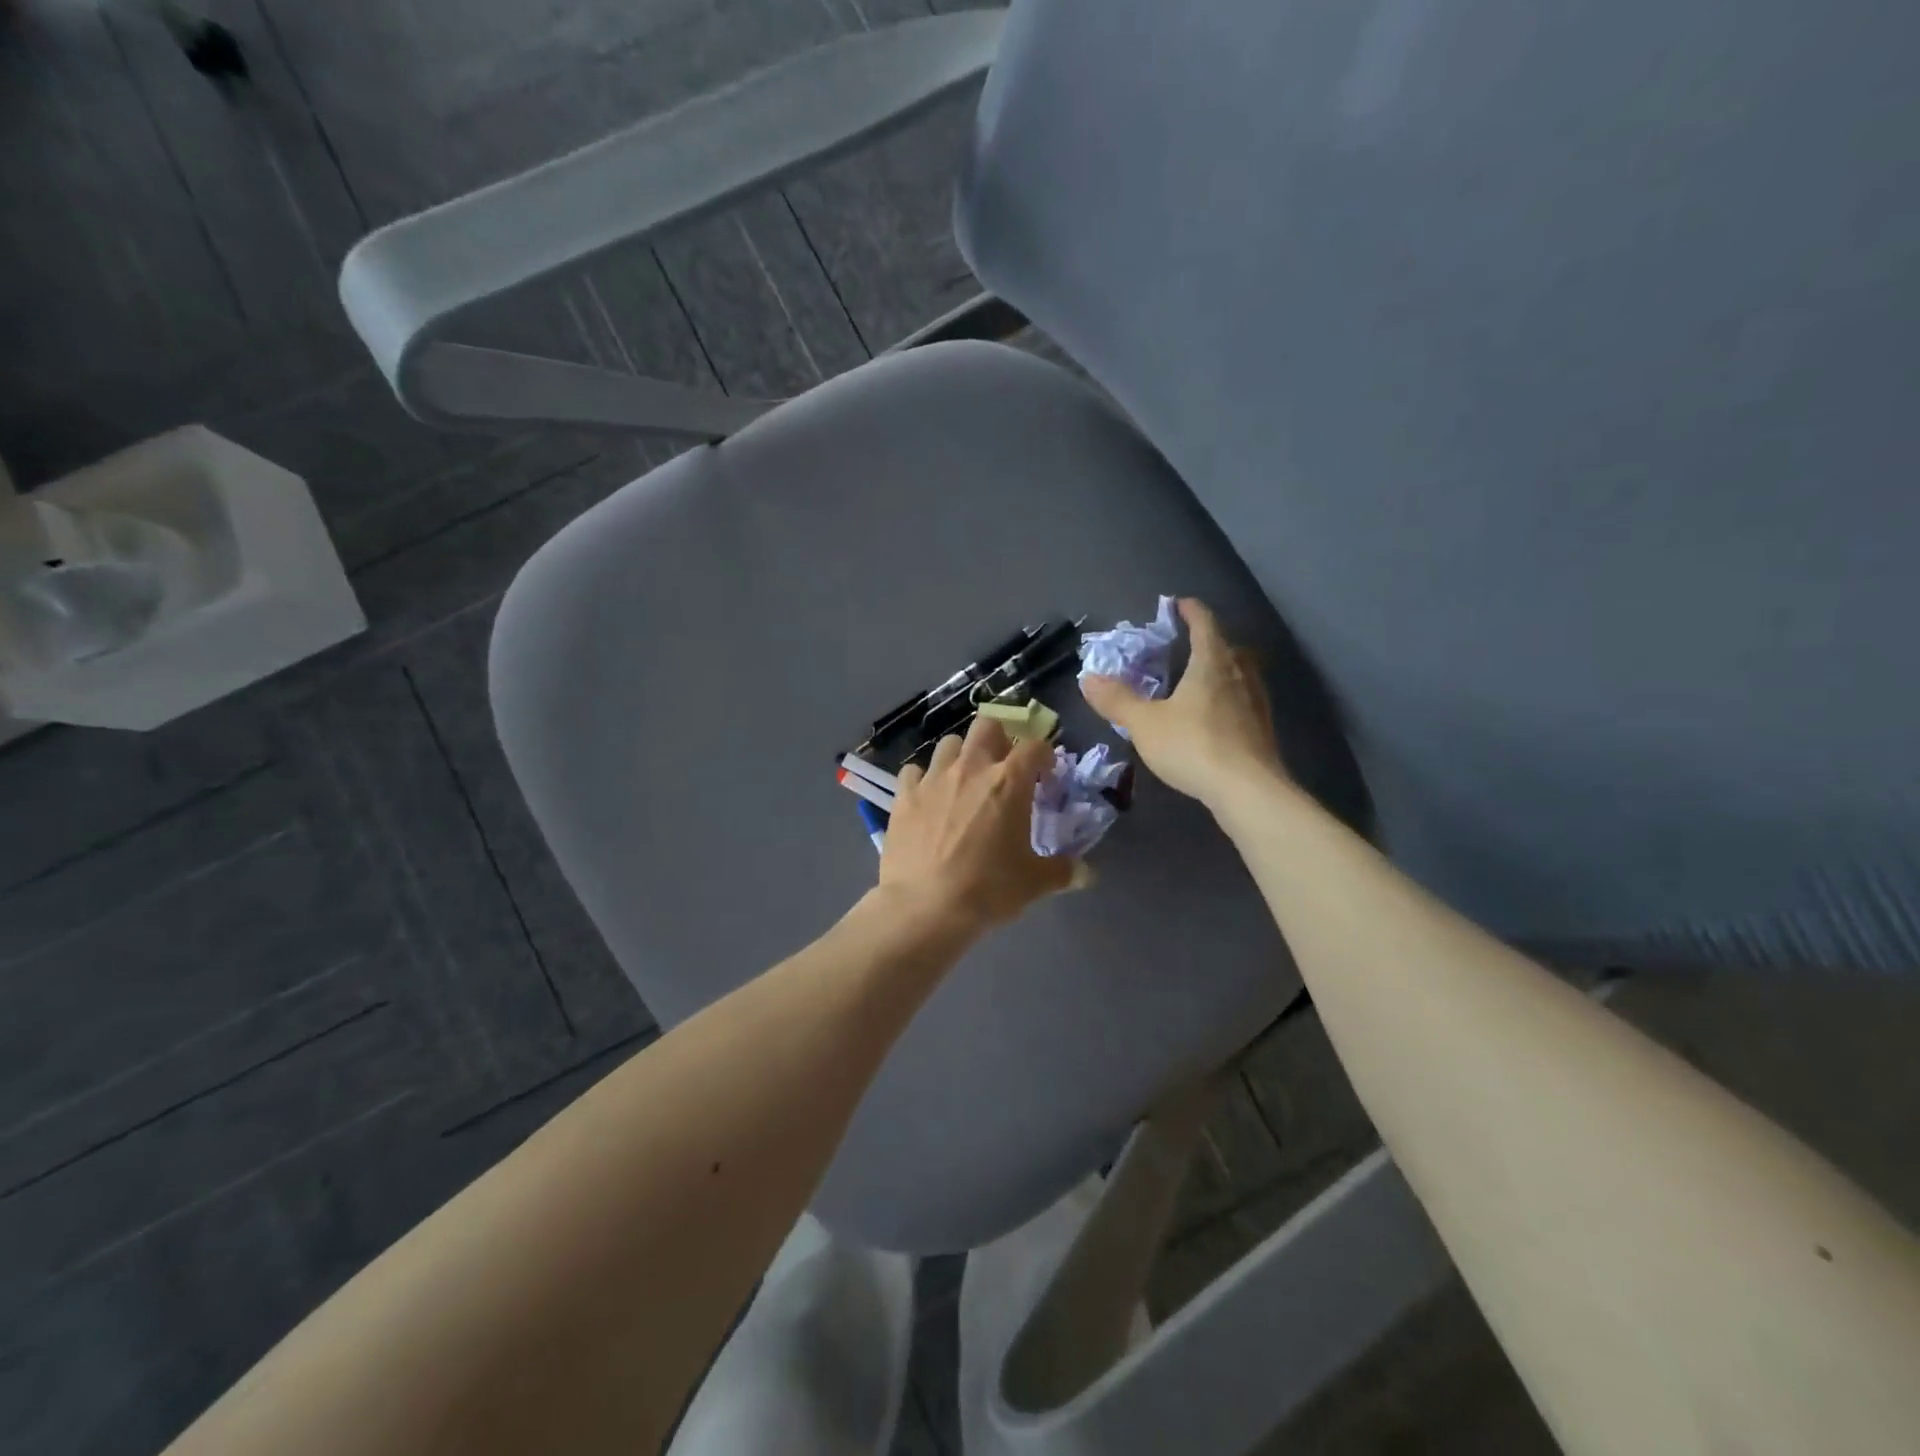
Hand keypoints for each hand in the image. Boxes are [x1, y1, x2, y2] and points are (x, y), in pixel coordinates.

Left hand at [878, 715, 1076, 933]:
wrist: (926, 906)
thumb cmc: (989, 889)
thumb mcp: (1035, 883)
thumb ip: (1063, 871)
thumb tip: (1086, 873)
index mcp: (1009, 782)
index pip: (1035, 746)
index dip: (1044, 755)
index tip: (1046, 773)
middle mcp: (971, 768)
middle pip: (987, 726)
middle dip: (999, 738)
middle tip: (1003, 766)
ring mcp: (934, 779)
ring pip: (949, 744)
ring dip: (961, 756)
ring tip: (964, 781)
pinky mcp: (904, 796)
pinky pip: (914, 772)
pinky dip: (923, 780)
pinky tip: (928, 799)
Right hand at [1080, 597, 1284, 807]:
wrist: (1248, 790)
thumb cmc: (1193, 746)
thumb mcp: (1144, 723)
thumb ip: (1117, 700)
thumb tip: (1088, 678)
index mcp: (1212, 663)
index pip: (1205, 624)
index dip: (1191, 611)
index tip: (1179, 604)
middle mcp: (1240, 675)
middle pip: (1229, 647)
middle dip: (1210, 641)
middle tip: (1189, 646)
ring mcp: (1256, 703)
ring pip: (1242, 674)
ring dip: (1224, 670)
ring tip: (1202, 681)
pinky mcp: (1263, 731)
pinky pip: (1245, 702)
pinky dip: (1230, 700)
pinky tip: (1217, 718)